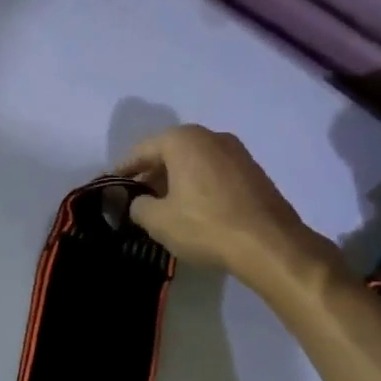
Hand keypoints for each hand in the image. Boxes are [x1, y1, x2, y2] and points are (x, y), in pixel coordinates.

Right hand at [116, 125, 338, 287]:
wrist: (270, 244)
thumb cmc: (206, 226)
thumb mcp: (158, 221)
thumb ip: (138, 206)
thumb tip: (138, 203)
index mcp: (184, 140)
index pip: (142, 150)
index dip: (123, 169)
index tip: (111, 185)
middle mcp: (211, 136)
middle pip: (170, 152)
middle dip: (151, 174)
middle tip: (136, 198)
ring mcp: (237, 153)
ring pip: (194, 162)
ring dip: (176, 180)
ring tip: (163, 206)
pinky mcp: (254, 173)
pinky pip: (215, 173)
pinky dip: (199, 186)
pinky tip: (193, 210)